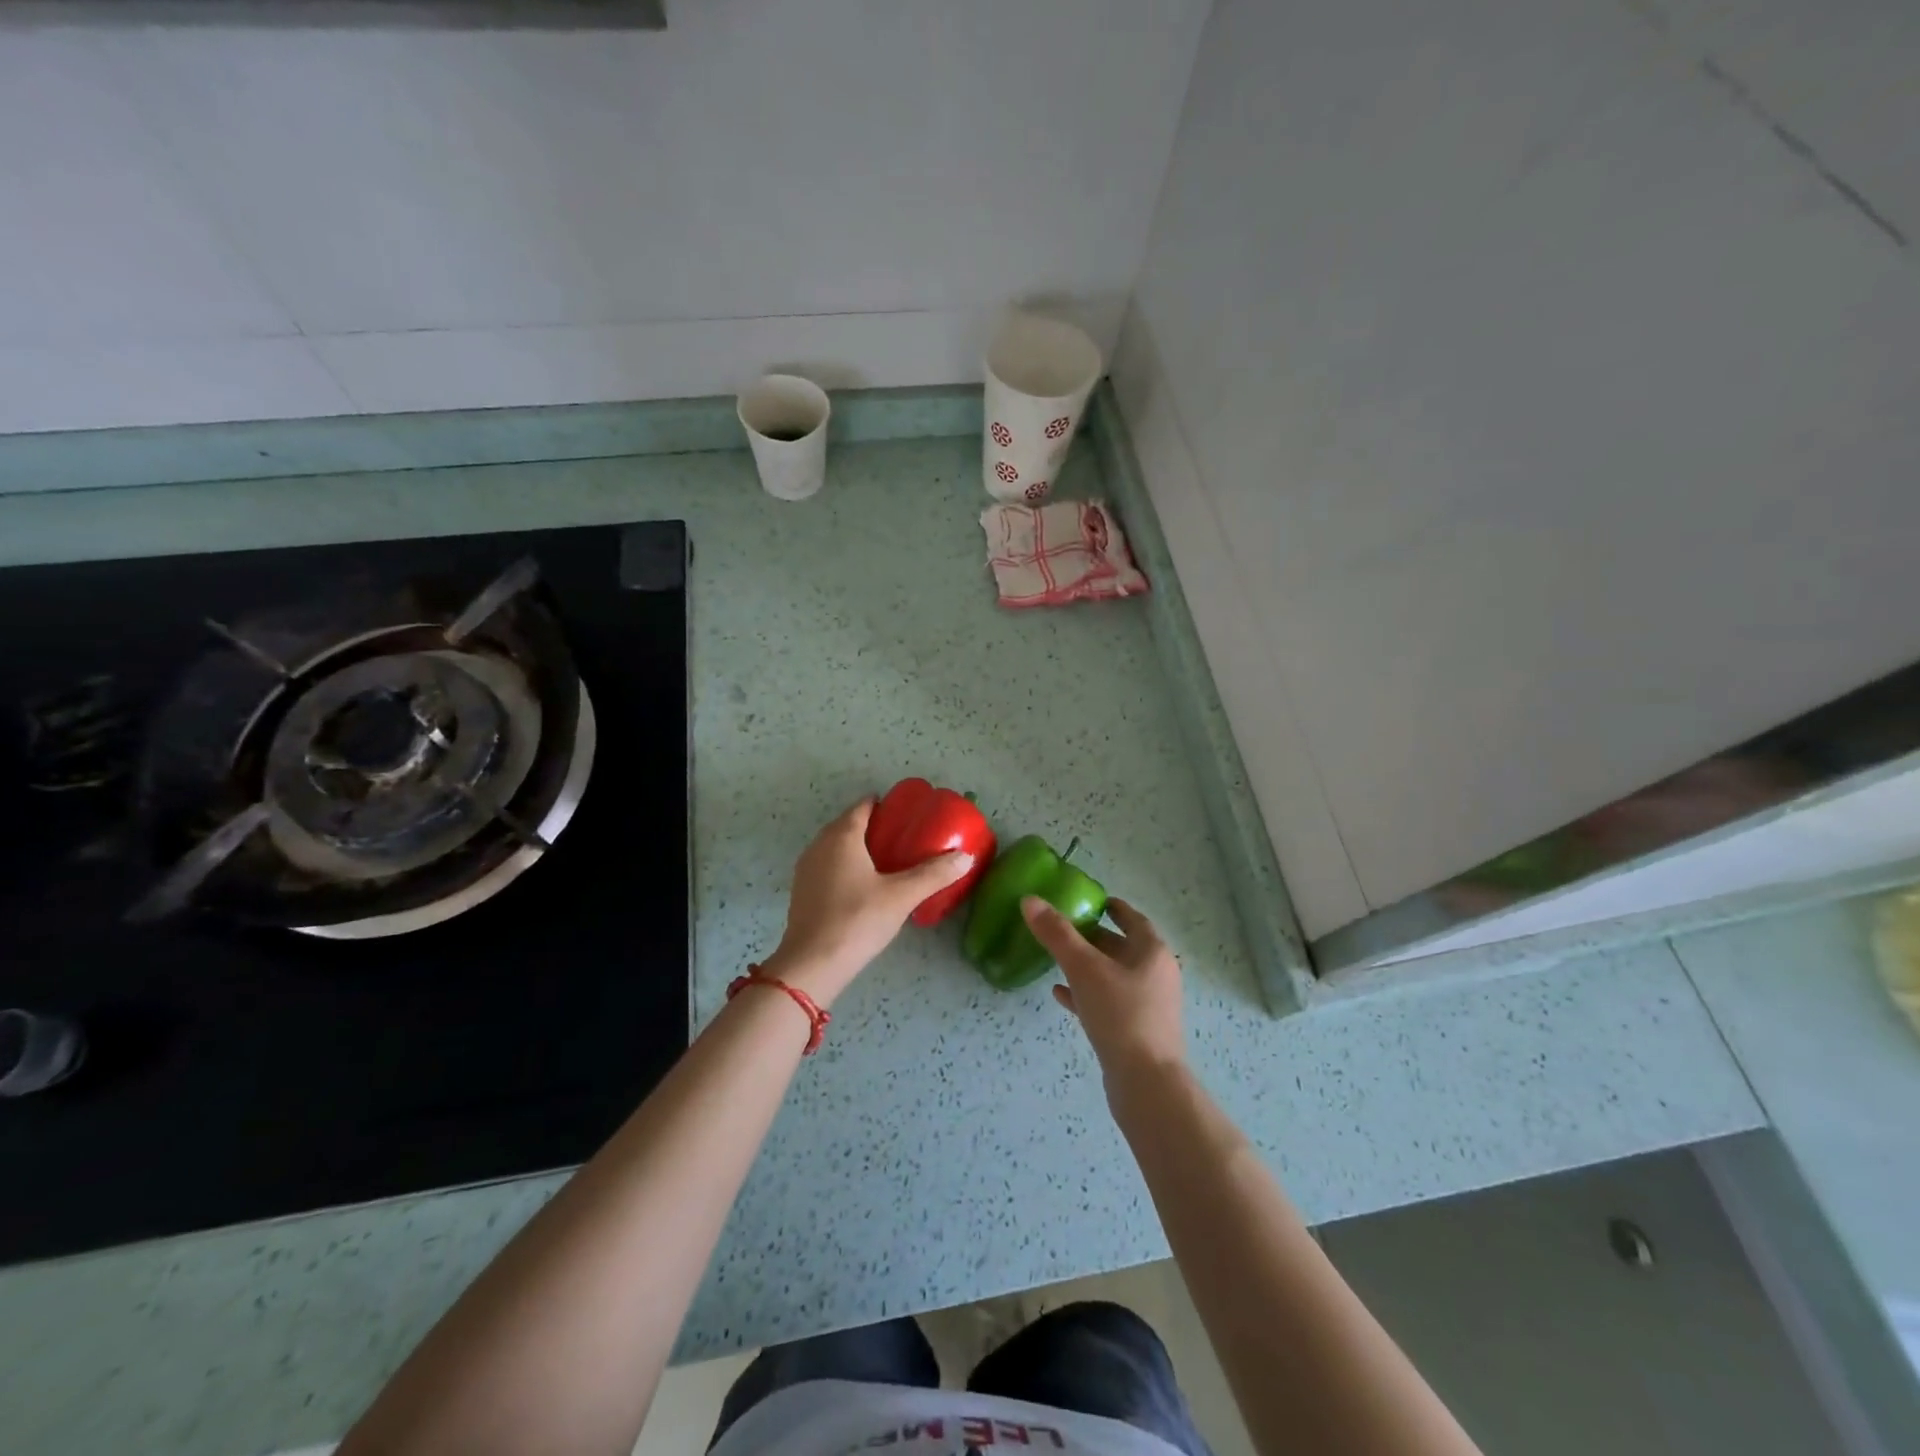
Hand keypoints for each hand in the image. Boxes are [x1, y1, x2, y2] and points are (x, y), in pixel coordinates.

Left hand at [762, 799, 974, 1005]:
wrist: (813, 964)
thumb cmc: (858, 920)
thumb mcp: (902, 896)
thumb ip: (934, 874)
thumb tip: (966, 857)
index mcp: (842, 835)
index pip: (862, 806)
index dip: (884, 805)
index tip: (906, 813)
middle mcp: (820, 844)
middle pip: (847, 824)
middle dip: (873, 826)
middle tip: (903, 837)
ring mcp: (806, 868)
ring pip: (835, 846)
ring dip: (857, 847)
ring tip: (886, 861)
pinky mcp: (802, 891)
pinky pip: (827, 866)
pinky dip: (845, 867)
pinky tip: (863, 886)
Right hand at [1021, 896, 1185, 1081]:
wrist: (1146, 1084)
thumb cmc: (1121, 1015)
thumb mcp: (1084, 968)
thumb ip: (1057, 934)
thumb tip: (1030, 900)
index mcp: (1152, 953)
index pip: (1133, 919)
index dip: (1112, 907)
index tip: (1090, 900)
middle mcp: (1155, 975)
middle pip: (1122, 947)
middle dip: (1094, 937)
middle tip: (1063, 928)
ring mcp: (1148, 1006)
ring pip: (1113, 976)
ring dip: (1088, 966)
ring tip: (1056, 959)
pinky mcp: (1136, 1032)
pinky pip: (1108, 1003)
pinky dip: (1086, 995)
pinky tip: (1060, 994)